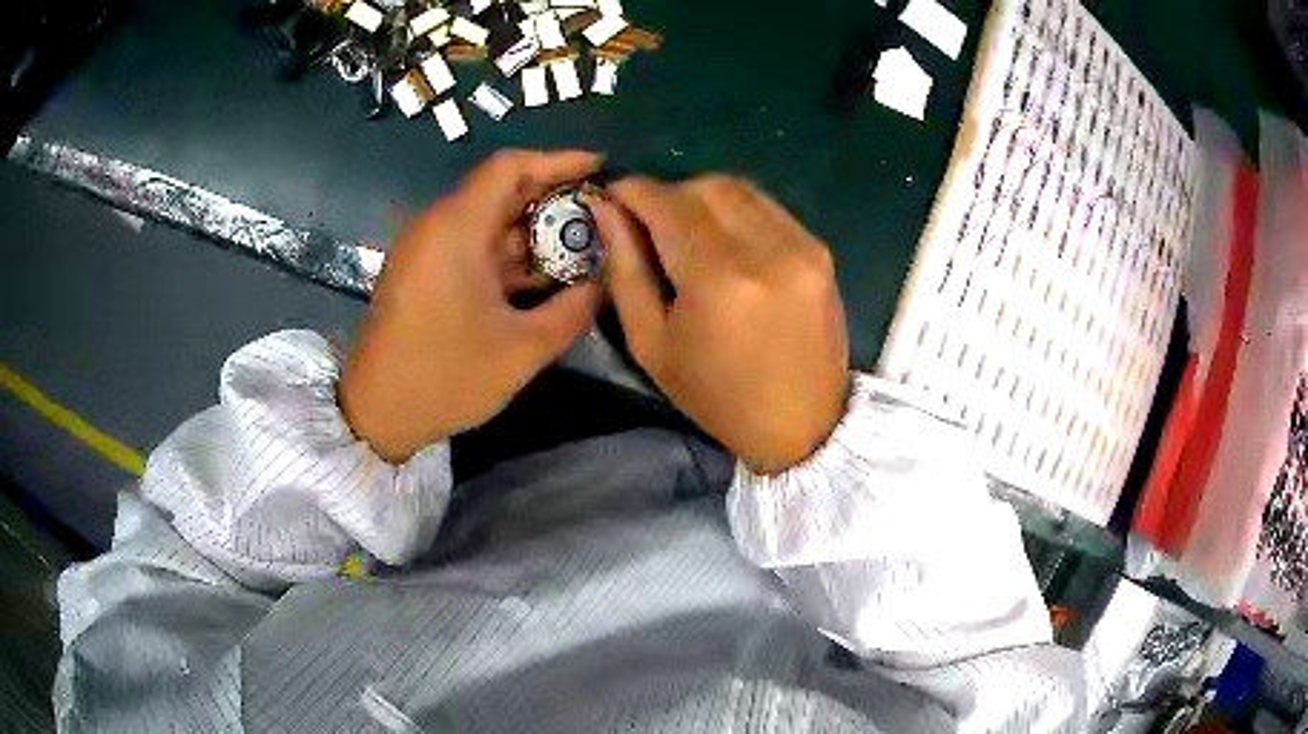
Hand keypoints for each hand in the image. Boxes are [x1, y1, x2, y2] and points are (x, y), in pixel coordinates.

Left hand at [340, 150, 602, 461]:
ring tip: (581, 244)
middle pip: (500, 190)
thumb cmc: (446, 377)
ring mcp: (427, 250)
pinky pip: (472, 245)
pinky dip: (508, 252)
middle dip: (552, 197)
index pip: (509, 167)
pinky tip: (542, 274)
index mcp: (456, 229)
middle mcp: (438, 226)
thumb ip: (574, 309)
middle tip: (599, 211)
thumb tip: (605, 280)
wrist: (377, 413)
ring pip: (488, 220)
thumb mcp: (523, 349)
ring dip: (532, 229)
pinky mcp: (423, 272)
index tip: (599, 167)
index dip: (558, 160)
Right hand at [590, 175, 849, 474]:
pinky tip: (727, 242)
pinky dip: (737, 210)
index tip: (612, 198)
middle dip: (666, 194)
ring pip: (738, 187)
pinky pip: (767, 206)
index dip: (631, 191)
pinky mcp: (821, 249)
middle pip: (703, 186)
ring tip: (687, 233)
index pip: (665, 202)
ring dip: (701, 197)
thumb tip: (606, 210)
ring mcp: (801, 245)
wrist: (802, 425)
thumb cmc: (716, 396)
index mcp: (717, 278)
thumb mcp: (651, 344)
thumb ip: (625, 269)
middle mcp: (765, 248)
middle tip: (649, 224)